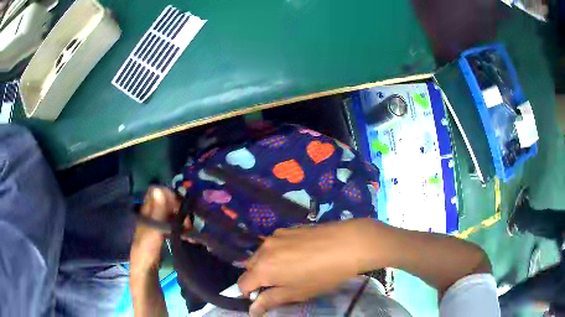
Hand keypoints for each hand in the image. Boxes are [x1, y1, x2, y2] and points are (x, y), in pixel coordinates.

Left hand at [130, 186, 182, 274]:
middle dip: (179, 209)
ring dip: (183, 220)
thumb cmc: (147, 249)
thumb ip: (157, 211)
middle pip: (166, 202)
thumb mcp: (153, 230)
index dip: (169, 194)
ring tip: (191, 232)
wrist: (145, 269)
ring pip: (172, 214)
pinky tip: (189, 237)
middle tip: (189, 223)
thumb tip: (160, 188)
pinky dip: (182, 228)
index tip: (180, 206)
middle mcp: (152, 213)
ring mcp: (157, 223)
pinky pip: (174, 224)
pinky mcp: (163, 233)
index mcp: (146, 210)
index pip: (157, 192)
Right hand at [238, 219, 374, 315]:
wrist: (347, 244)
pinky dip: (277, 252)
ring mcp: (275, 236)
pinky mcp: (287, 229)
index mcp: (262, 269)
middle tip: (278, 285)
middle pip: (250, 268)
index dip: (249, 294)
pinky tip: (297, 255)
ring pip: (261, 254)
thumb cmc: (322, 275)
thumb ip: (270, 300)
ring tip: (289, 269)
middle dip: (257, 278)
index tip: (262, 298)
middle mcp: (263, 250)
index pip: (242, 284)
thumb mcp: (296, 293)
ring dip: (267, 264)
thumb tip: (253, 309)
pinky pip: (274, 244)